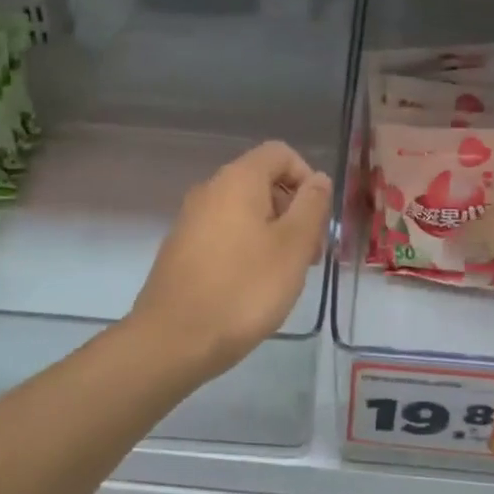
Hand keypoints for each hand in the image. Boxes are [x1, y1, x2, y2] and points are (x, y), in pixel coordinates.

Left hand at [132, 141, 332, 377]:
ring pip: (246, 212)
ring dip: (275, 235)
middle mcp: (210, 191)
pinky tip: (255, 287)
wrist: (174, 340)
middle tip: (309, 256)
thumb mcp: (293, 246)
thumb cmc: (244, 289)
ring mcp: (192, 221)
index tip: (319, 220)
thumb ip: (311, 206)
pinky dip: (249, 250)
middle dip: (294, 212)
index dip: (307, 179)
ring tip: (286, 277)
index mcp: (237, 180)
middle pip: (263, 183)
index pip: (280, 153)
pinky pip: (226, 235)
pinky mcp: (183, 250)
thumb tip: (318, 179)